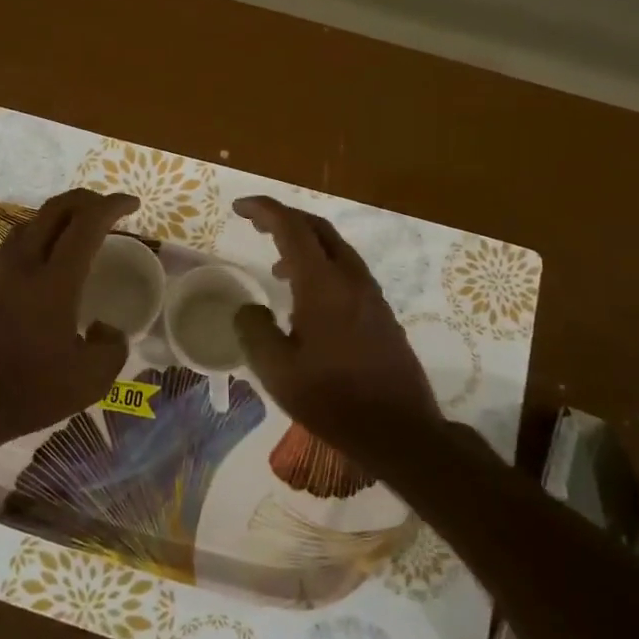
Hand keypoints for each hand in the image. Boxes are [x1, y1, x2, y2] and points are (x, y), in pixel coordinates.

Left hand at [0, 189, 138, 449]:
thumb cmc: (26, 392)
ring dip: (58, 216)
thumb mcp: (89, 381)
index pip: (86, 224)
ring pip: (29, 224)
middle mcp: (23, 265)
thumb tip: (106, 329)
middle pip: (53, 210)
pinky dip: (38, 238)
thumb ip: (112, 349)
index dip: (111, 205)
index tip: (132, 203)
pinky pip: (14, 246)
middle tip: (106, 208)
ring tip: (78, 229)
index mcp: (54, 281)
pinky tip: (47, 262)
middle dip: (85, 199)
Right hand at [231, 196, 443, 454]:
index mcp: (323, 285)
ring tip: (277, 267)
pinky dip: (321, 267)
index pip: (291, 228)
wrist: (400, 430)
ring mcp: (371, 295)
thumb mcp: (277, 370)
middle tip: (256, 225)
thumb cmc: (333, 400)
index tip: (239, 207)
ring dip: (304, 245)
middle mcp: (350, 279)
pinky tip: (307, 300)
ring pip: (336, 249)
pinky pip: (347, 271)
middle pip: (318, 229)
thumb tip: (248, 309)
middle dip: (285, 219)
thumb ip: (254, 331)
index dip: (264, 210)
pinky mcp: (381, 313)